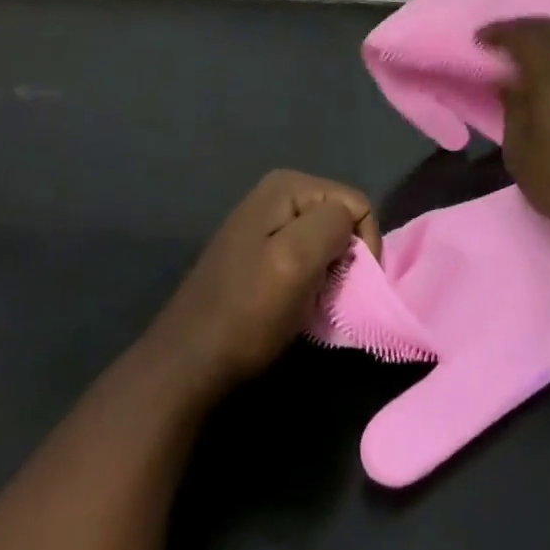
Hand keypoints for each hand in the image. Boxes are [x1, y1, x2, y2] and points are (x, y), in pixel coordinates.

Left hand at [151, 170, 380, 403]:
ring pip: (326, 240)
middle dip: (344, 256)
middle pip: (341, 218)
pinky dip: (311, 279)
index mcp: (287, 184)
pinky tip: (297, 302)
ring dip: (328, 271)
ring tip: (312, 301)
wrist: (187, 365)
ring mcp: (266, 222)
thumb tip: (350, 223)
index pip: (356, 204)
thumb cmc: (246, 312)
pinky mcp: (260, 251)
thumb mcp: (297, 259)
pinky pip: (306, 255)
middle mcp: (277, 192)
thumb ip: (334, 224)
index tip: (347, 285)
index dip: (363, 245)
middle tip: (328, 294)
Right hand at [478, 19, 549, 246]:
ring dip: (544, 40)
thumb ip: (513, 109)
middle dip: (524, 28)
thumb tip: (510, 82)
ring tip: (520, 58)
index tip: (479, 40)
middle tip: (500, 41)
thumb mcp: (521, 153)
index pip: (526, 36)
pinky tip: (546, 77)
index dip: (500, 32)